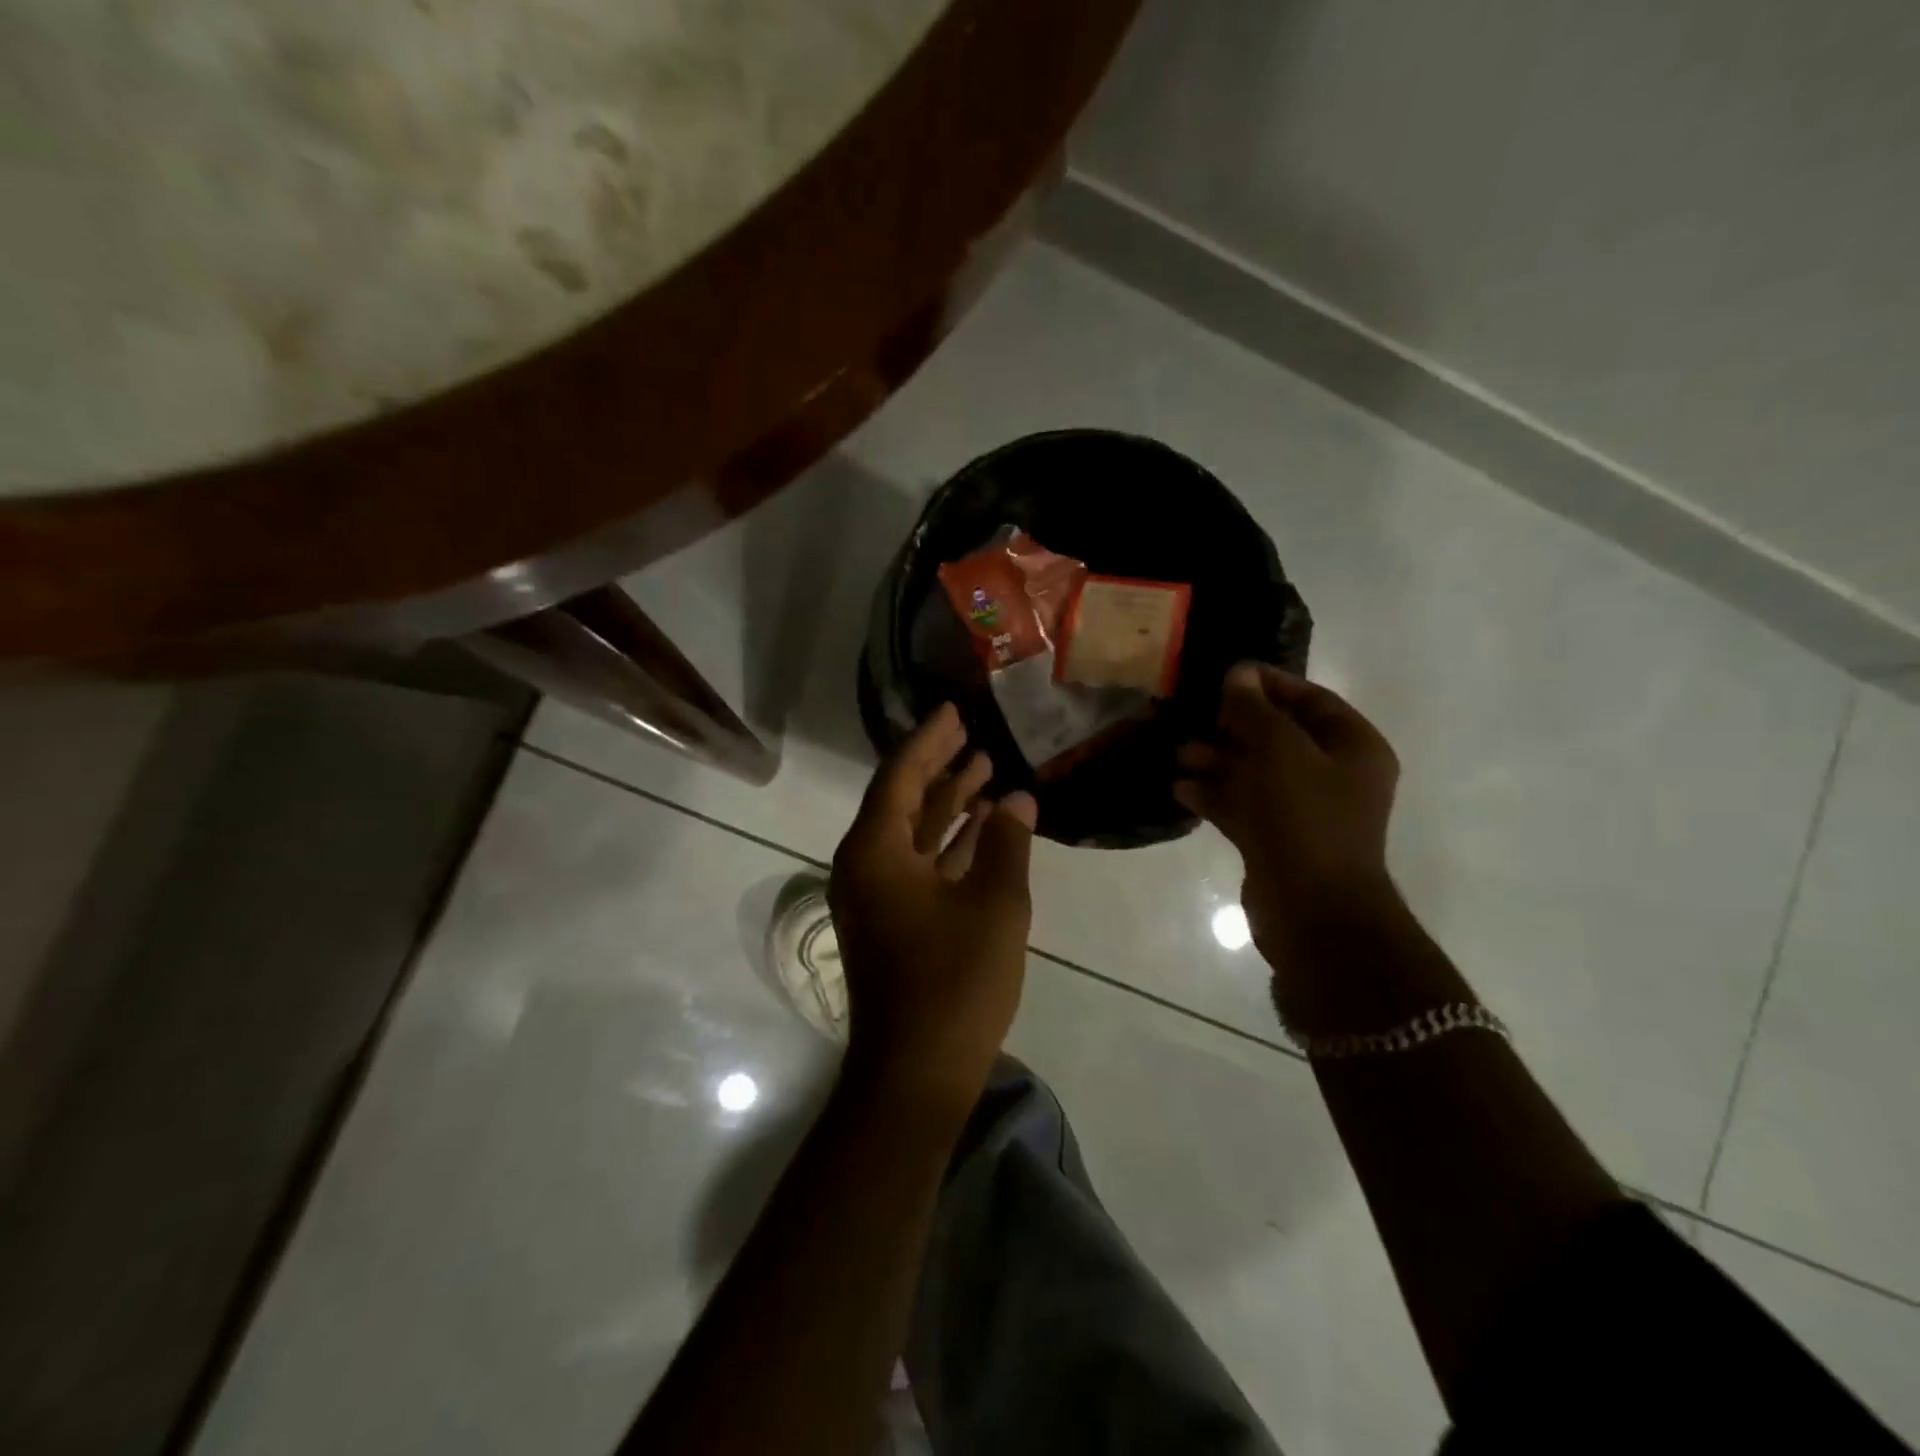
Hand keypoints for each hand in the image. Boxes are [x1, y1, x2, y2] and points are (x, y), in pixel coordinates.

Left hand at [829, 704, 1037, 1114]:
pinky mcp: (894, 922)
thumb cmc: (954, 981)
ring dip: (948, 804)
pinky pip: (920, 865)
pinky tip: (985, 829)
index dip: (930, 740)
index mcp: (874, 852)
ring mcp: (877, 896)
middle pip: (902, 800)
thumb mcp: (993, 904)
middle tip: (973, 733)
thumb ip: (1006, 844)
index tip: (955, 711)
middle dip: (939, 766)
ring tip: (986, 770)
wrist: (916, 1073)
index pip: (900, 776)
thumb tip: (1018, 800)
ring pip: (913, 833)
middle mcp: (865, 866)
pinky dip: (949, 844)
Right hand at [1175, 663, 1400, 960]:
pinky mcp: (1277, 840)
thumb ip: (1255, 710)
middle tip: (1195, 716)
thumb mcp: (1279, 751)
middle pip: (1279, 736)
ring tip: (1179, 755)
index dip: (1269, 684)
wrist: (1312, 910)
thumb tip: (1238, 674)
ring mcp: (1304, 811)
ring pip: (1256, 772)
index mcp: (1353, 748)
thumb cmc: (1304, 818)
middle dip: (1234, 726)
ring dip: (1217, 761)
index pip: (1311, 699)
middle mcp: (1334, 775)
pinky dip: (1214, 795)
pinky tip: (1180, 789)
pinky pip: (1243, 806)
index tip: (1226, 674)